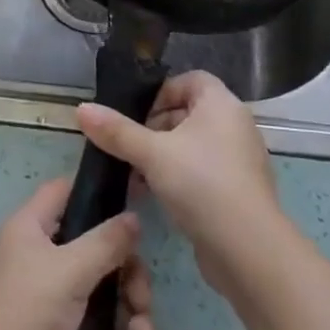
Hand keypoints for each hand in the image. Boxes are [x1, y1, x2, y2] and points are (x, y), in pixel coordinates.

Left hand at [0, 178, 153, 329]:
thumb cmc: (22, 313)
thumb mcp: (68, 272)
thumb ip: (105, 242)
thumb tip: (133, 217)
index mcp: (31, 226)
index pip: (66, 190)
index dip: (99, 193)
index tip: (135, 208)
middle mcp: (38, 254)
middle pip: (93, 246)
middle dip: (126, 272)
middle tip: (142, 298)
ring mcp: (45, 294)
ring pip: (97, 288)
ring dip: (125, 310)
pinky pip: (90, 322)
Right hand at [77, 70, 286, 296]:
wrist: (248, 250)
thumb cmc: (201, 184)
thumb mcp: (152, 154)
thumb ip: (117, 131)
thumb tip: (81, 108)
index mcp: (222, 104)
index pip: (190, 80)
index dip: (161, 92)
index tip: (135, 114)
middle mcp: (235, 125)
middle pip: (188, 112)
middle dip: (155, 127)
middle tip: (128, 146)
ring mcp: (239, 159)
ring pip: (192, 145)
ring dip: (163, 155)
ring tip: (134, 174)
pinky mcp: (237, 190)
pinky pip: (202, 171)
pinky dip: (179, 176)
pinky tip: (154, 196)